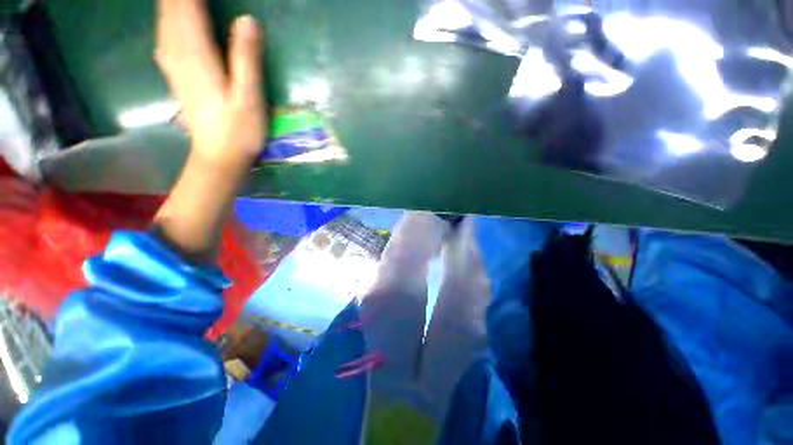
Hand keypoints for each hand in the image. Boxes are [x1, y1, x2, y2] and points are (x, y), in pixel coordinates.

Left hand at [155, 0, 265, 166]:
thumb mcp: (250, 97)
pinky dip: (165, 21)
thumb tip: (247, 19)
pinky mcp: (175, 76)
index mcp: (199, 57)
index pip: (190, 9)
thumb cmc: (240, 130)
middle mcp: (180, 55)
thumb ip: (247, 59)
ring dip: (170, 4)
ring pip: (165, 23)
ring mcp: (174, 66)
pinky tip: (168, 18)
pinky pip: (164, 39)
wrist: (219, 156)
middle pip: (172, 12)